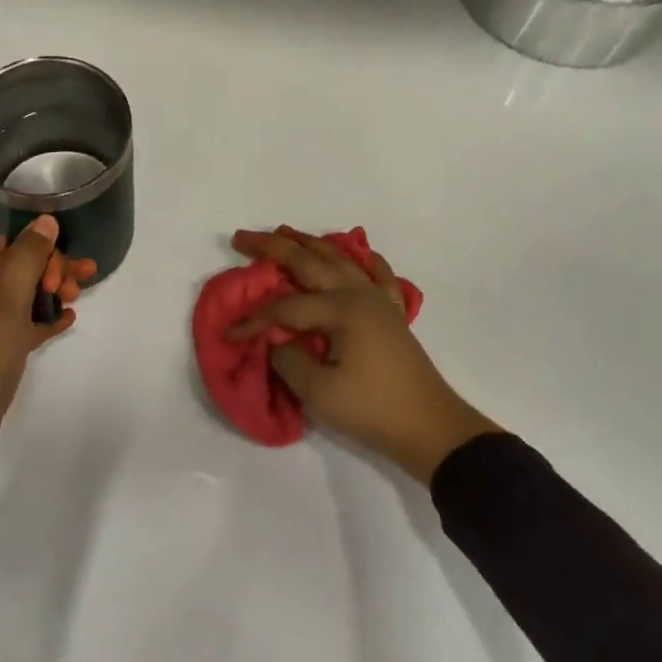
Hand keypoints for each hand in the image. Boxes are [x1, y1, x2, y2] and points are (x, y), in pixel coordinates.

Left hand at [0, 216, 95, 492]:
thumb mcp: (7, 300)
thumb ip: (29, 257)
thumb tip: (45, 219)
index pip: (10, 243)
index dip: (41, 250)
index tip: (64, 272)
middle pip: (16, 266)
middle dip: (50, 270)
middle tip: (78, 287)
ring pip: (19, 295)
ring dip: (48, 293)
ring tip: (76, 302)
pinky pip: (16, 323)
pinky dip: (39, 319)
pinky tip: (67, 320)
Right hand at [229, 227, 497, 483]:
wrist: (431, 429)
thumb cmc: (373, 409)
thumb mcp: (319, 392)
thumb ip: (289, 360)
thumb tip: (279, 342)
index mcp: (341, 309)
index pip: (285, 308)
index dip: (255, 319)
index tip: (230, 334)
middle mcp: (358, 294)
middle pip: (309, 262)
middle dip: (272, 247)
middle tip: (242, 237)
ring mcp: (379, 300)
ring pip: (340, 260)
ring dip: (310, 244)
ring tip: (286, 232)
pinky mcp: (393, 314)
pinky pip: (378, 275)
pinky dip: (365, 260)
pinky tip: (359, 252)